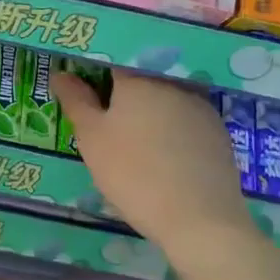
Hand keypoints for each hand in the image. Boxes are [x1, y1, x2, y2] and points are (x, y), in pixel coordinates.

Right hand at [52, 70, 252, 257]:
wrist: (200, 220)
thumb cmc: (133, 173)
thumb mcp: (91, 138)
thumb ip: (75, 100)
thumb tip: (60, 73)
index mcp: (137, 79)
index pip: (112, 60)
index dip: (96, 72)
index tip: (86, 92)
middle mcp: (171, 84)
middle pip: (141, 79)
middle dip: (123, 95)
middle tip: (108, 124)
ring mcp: (200, 107)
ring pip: (166, 99)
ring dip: (150, 112)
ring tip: (137, 144)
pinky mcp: (219, 132)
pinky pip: (187, 120)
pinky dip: (173, 130)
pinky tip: (165, 157)